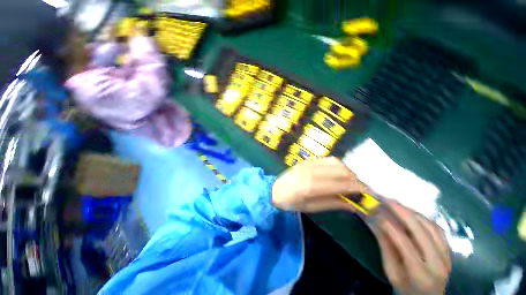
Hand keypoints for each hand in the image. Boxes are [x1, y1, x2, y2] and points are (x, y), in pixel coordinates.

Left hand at [272, 157, 361, 212]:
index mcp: (311, 186)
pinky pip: (327, 159)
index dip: (358, 188)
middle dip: (356, 179)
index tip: (368, 194)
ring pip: (336, 162)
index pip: (342, 184)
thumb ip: (332, 204)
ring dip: (348, 170)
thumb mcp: (311, 208)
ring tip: (351, 181)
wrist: (274, 189)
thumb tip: (354, 205)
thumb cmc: (290, 202)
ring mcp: (309, 163)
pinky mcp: (308, 160)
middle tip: (361, 188)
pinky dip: (338, 165)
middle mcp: (312, 171)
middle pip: (342, 170)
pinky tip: (339, 172)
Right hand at [370, 200, 450, 294]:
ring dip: (411, 211)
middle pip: (420, 229)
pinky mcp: (449, 250)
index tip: (373, 210)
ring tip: (395, 203)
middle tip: (384, 198)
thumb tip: (371, 220)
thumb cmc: (405, 287)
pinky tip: (411, 213)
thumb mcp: (390, 270)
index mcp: (419, 272)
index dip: (387, 223)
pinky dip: (422, 217)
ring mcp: (446, 255)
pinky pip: (437, 228)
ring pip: (429, 225)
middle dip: (400, 210)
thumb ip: (384, 245)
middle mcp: (437, 262)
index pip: (403, 241)